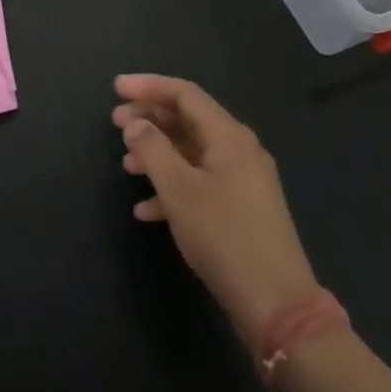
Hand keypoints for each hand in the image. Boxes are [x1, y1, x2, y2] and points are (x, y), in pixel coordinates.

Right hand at [114, 74, 321, 352]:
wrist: (276, 305)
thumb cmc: (224, 236)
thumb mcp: (179, 190)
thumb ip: (152, 150)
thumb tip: (135, 123)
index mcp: (228, 135)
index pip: (184, 94)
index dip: (148, 86)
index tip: (115, 88)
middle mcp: (239, 149)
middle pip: (188, 120)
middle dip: (150, 119)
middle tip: (114, 122)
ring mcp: (243, 180)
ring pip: (192, 153)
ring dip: (158, 154)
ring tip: (126, 164)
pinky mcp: (241, 209)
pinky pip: (201, 183)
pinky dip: (173, 187)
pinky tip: (145, 210)